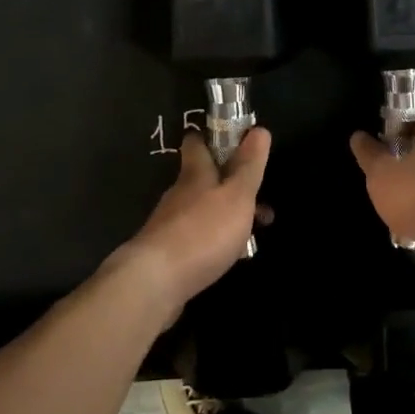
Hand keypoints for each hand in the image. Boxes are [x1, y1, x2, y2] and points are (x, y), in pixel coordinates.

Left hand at [114, 127, 271, 321]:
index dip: (212, 138)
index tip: (231, 140)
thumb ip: (249, 166)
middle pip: (204, 180)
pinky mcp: (167, 254)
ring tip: (255, 233)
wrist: (154, 284)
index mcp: (195, 174)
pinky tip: (230, 257)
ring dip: (227, 216)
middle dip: (230, 185)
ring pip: (203, 211)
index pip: (197, 144)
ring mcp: (170, 225)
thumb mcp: (237, 196)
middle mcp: (179, 195)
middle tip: (258, 196)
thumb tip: (259, 129)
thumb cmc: (203, 232)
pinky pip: (197, 239)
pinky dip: (215, 242)